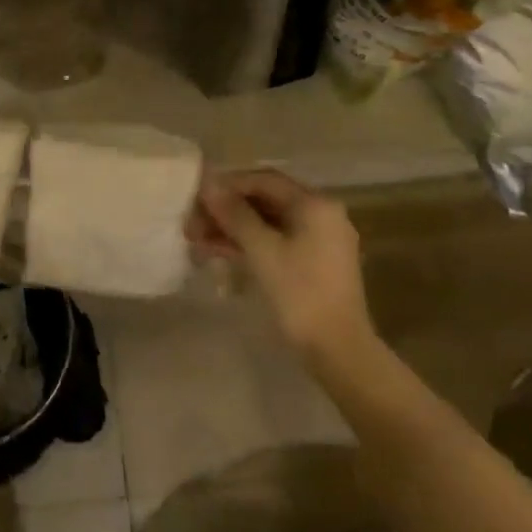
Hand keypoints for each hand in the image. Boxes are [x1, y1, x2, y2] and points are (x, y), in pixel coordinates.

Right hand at [186, 170, 374, 363]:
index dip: (228, 184)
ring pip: (267, 223)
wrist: (339, 352)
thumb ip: (235, 214)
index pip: (264, 180)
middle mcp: (320, 214)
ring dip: (232, 228)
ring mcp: (318, 240)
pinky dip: (248, 244)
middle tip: (192, 222)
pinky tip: (217, 251)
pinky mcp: (312, 264)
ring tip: (196, 239)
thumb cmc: (301, 294)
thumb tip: (208, 184)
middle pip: (265, 201)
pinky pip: (275, 242)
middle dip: (227, 210)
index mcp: (315, 205)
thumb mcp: (263, 251)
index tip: (197, 196)